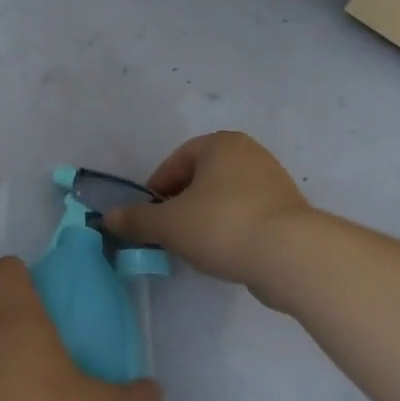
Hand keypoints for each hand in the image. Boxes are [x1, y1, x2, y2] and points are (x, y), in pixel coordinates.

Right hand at [102, 131, 310, 285]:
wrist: (292, 256)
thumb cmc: (222, 225)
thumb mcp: (168, 224)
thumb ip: (136, 220)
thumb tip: (108, 218)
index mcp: (221, 144)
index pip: (176, 161)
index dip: (157, 188)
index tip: (150, 216)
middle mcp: (250, 154)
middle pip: (200, 178)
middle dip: (181, 204)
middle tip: (169, 231)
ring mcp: (274, 182)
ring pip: (224, 198)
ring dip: (204, 218)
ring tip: (195, 246)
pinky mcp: (288, 212)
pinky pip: (246, 215)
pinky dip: (230, 229)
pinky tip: (223, 253)